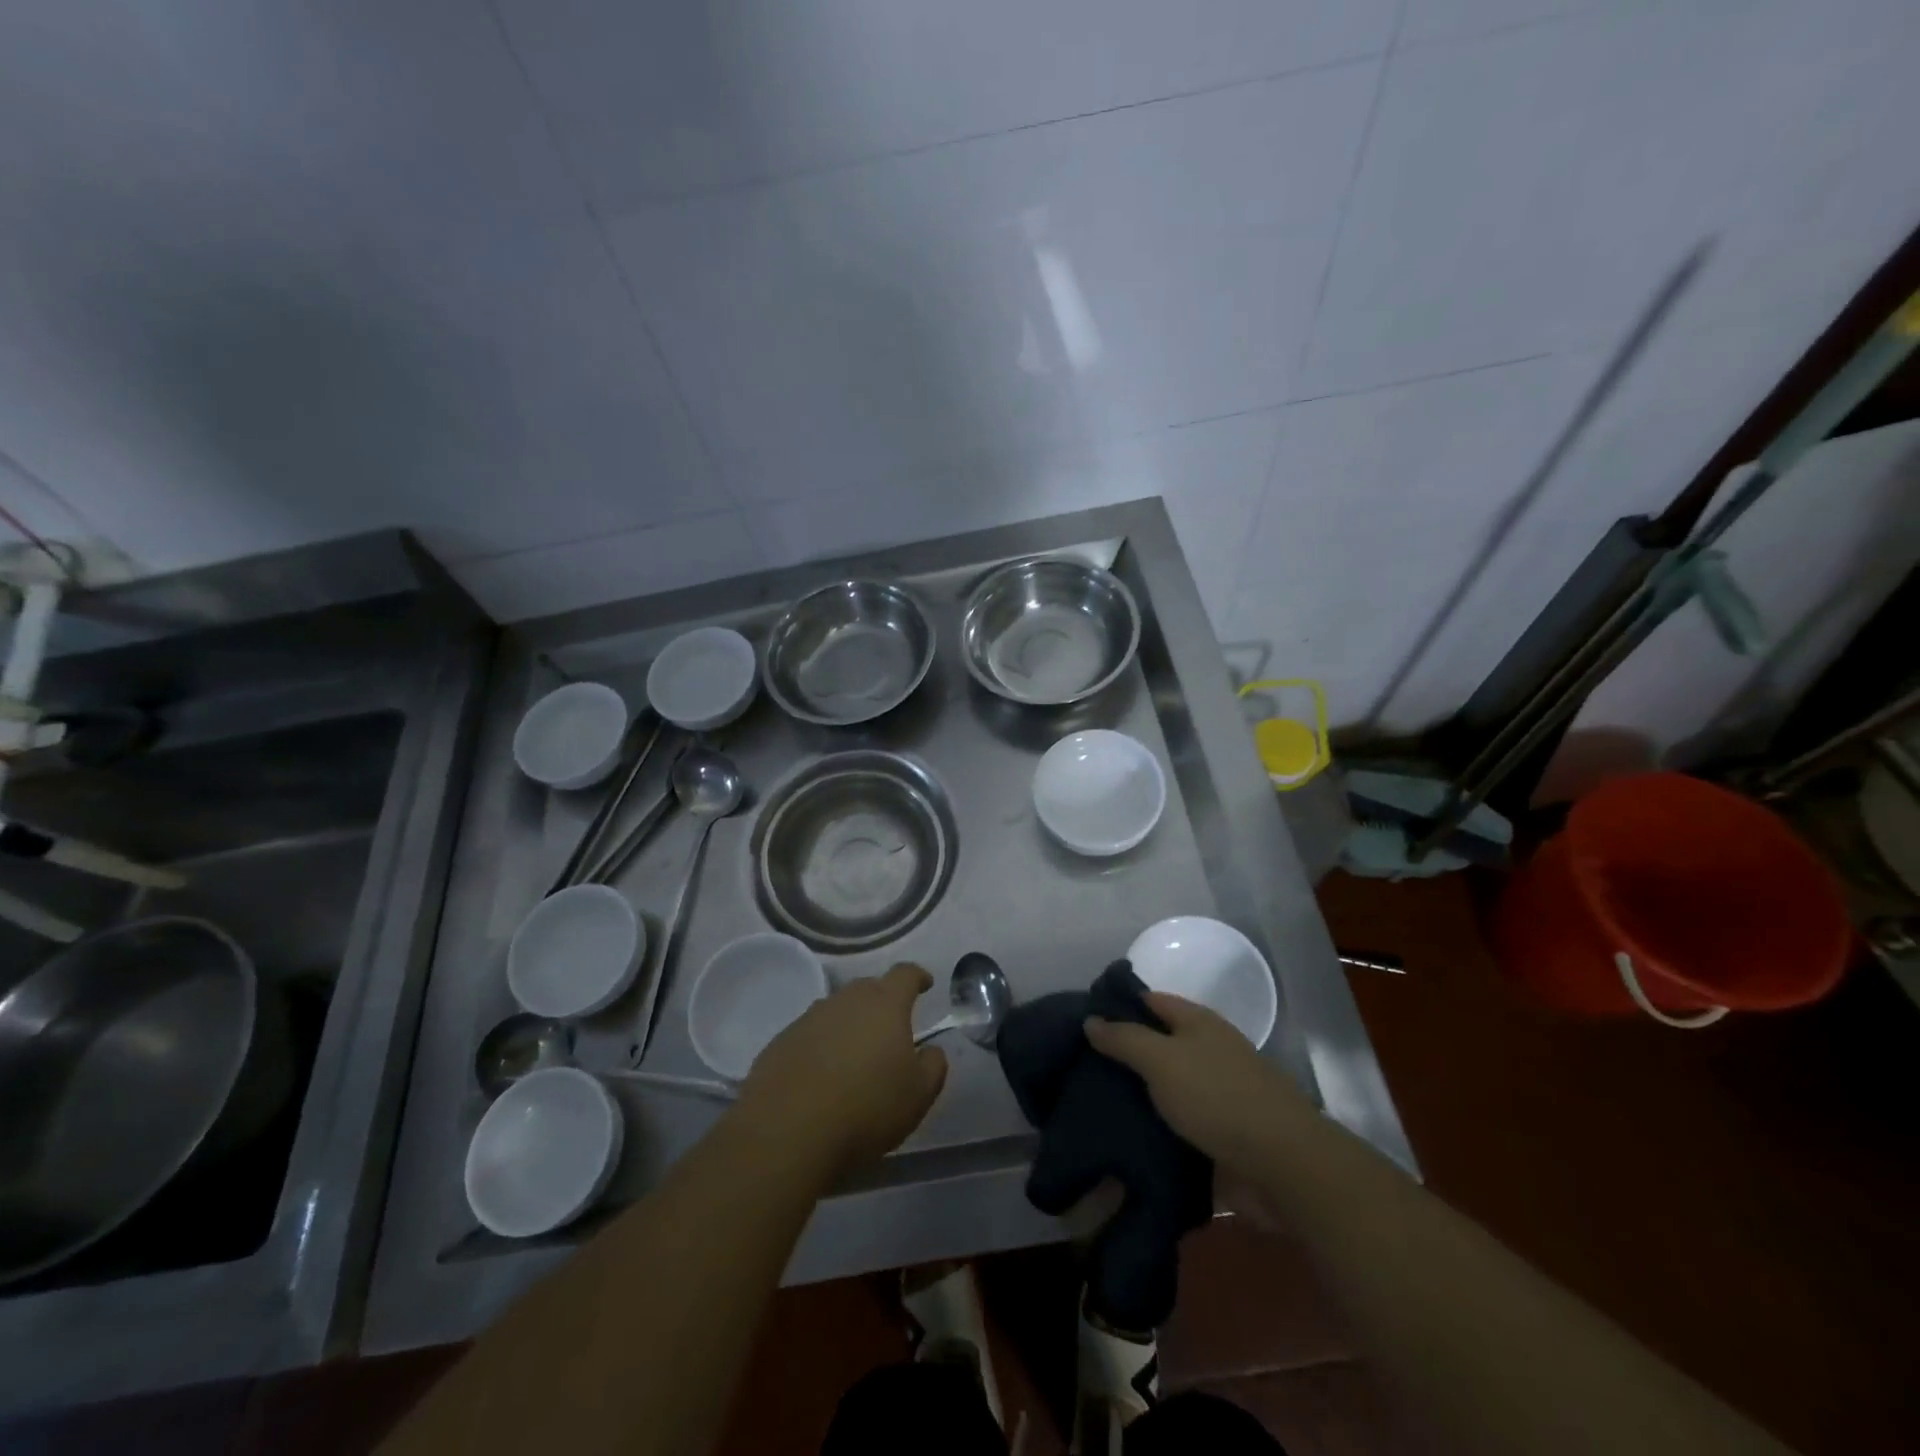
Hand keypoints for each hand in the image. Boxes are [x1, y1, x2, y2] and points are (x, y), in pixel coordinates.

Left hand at [735, 963, 947, 1178]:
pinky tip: (821, 1076)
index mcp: (884, 1004)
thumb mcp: (918, 1095)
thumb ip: (933, 1066)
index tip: (925, 984)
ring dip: (849, 1024)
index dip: (917, 977)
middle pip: (868, 988)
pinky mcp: (780, 1042)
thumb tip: (931, 1050)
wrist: (787, 1132)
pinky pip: (809, 1035)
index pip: (905, 974)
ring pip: (836, 1011)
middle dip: (882, 1002)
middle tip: (890, 1027)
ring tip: (854, 1054)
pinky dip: (820, 1046)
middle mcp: (845, 1000)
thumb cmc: (866, 1108)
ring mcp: (808, 1019)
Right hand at [1084, 992, 1311, 1174]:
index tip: (1081, 1020)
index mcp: (1198, 1022)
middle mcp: (1207, 1051)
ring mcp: (1215, 1094)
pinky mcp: (1218, 1135)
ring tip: (1090, 1105)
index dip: (1117, 1005)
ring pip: (1164, 1088)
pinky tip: (1121, 1138)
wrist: (1282, 1166)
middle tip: (1077, 1067)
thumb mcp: (1162, 1060)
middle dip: (1122, 1055)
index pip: (1150, 1001)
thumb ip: (1124, 1039)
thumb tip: (1090, 1019)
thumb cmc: (1218, 1097)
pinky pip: (1175, 1126)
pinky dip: (1152, 1130)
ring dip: (1135, 1097)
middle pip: (1157, 1044)